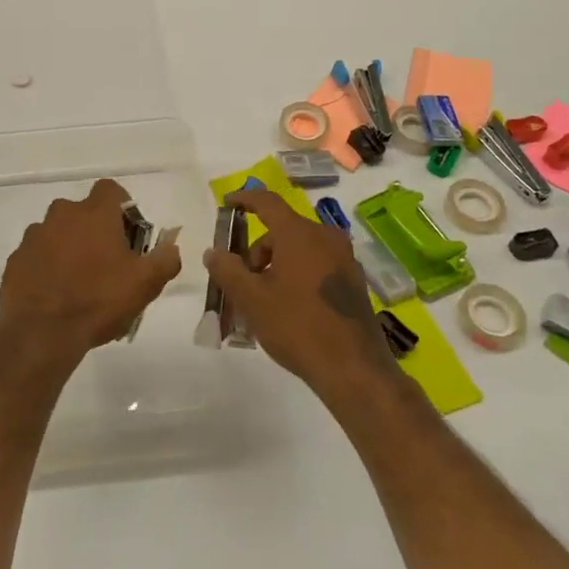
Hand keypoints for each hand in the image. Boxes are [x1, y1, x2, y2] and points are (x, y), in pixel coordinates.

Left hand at [0, 178, 182, 371]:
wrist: (41, 333)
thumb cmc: (98, 301)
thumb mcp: (145, 284)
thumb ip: (165, 259)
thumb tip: (171, 247)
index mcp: (94, 214)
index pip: (111, 190)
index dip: (123, 208)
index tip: (129, 235)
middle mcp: (61, 215)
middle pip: (83, 212)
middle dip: (95, 231)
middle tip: (108, 263)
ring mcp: (34, 236)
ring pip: (58, 233)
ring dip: (69, 248)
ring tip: (80, 283)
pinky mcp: (16, 260)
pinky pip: (37, 255)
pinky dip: (47, 266)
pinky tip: (56, 294)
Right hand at [202, 190, 404, 402]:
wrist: (353, 369)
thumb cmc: (297, 326)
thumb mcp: (251, 299)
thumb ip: (227, 270)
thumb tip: (214, 252)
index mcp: (300, 234)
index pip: (267, 202)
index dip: (244, 200)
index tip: (227, 204)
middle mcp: (325, 238)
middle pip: (282, 230)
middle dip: (257, 250)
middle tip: (241, 280)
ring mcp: (344, 259)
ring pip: (299, 249)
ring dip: (276, 265)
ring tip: (263, 300)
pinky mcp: (354, 281)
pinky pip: (316, 265)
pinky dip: (296, 275)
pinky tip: (288, 307)